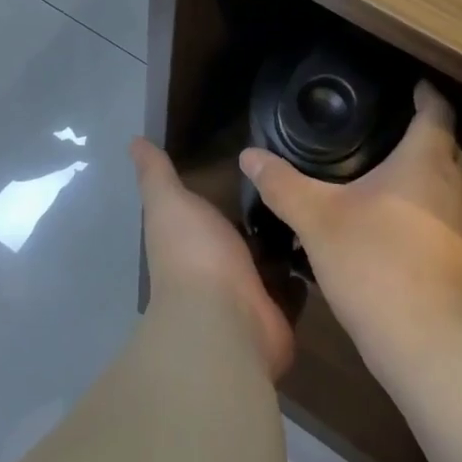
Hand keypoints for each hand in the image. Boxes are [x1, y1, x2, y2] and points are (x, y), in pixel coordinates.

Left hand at [132, 138, 295, 377]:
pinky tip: (328, 243)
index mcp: (191, 238)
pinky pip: (295, 288)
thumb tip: (133, 140)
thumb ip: (156, 174)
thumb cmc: (195, 253)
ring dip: (288, 241)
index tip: (257, 160)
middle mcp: (217, 265)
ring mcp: (248, 292)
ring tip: (319, 205)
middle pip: (245, 234)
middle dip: (266, 214)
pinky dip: (306, 273)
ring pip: (272, 259)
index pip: (211, 210)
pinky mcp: (278, 312)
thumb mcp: (170, 202)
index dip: (228, 189)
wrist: (225, 320)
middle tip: (299, 179)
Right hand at [241, 81, 461, 379]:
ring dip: (426, 180)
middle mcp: (458, 187)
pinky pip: (450, 225)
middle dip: (423, 135)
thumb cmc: (376, 264)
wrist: (434, 347)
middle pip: (447, 147)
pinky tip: (398, 235)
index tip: (409, 85)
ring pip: (450, 188)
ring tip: (387, 181)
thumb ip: (283, 185)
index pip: (436, 110)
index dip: (425, 93)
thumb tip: (248, 155)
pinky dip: (429, 217)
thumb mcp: (317, 220)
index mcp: (427, 160)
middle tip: (384, 132)